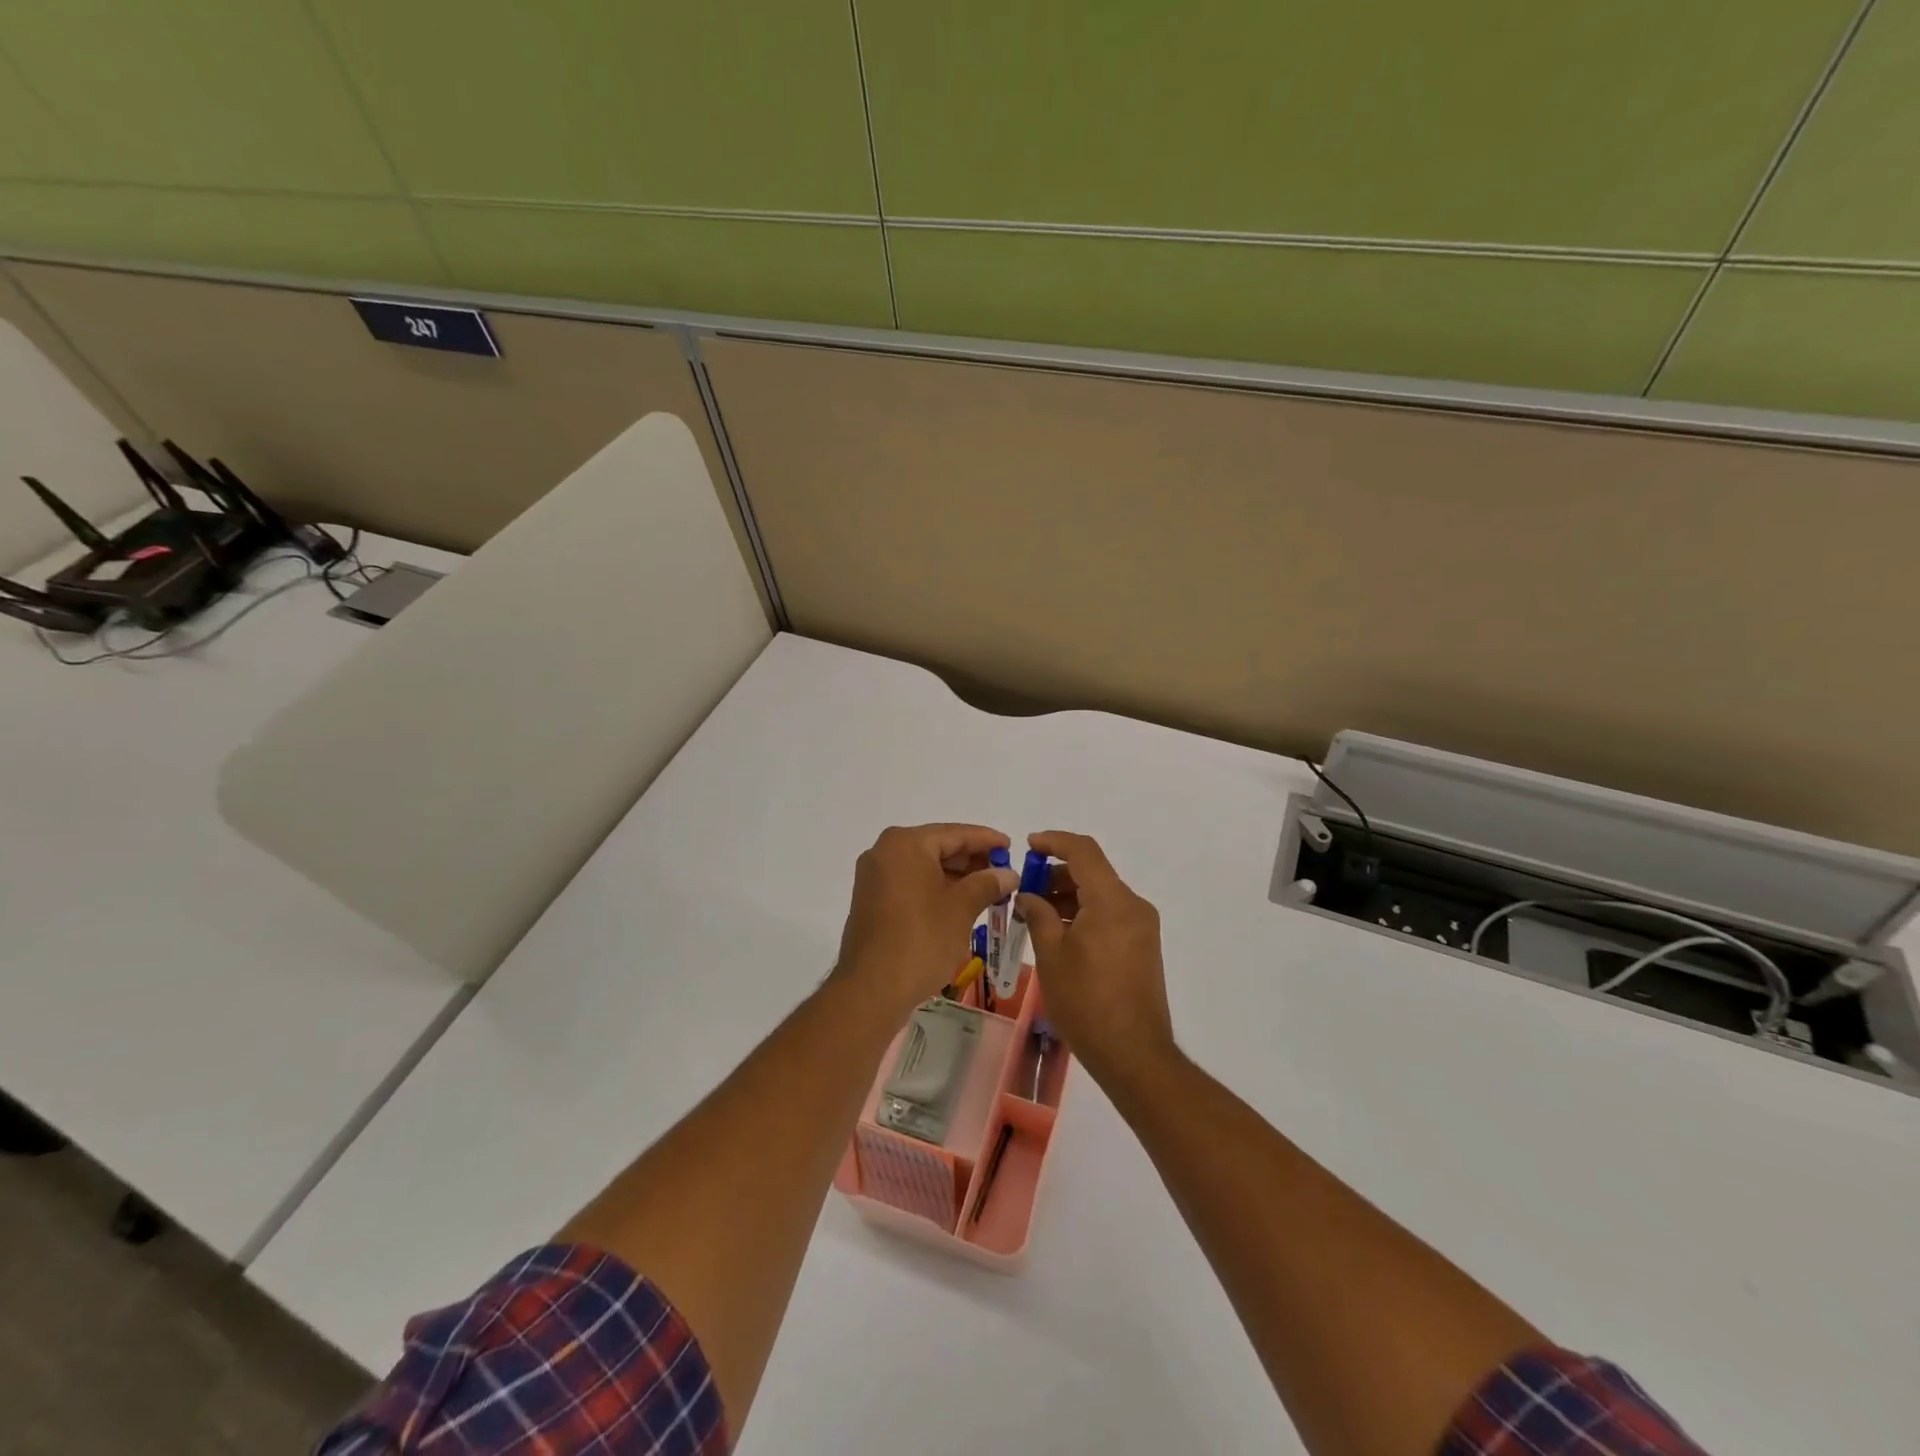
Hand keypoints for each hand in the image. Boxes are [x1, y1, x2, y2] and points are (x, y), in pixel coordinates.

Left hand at [833, 824, 1017, 1020]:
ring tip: (988, 890)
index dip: (986, 840)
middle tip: (1003, 872)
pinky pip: (910, 883)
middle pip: (937, 847)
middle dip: (971, 860)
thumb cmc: (921, 940)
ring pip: (924, 866)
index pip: (955, 833)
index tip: (1011, 846)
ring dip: (955, 876)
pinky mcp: (871, 899)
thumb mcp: (961, 908)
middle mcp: (885, 851)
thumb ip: (987, 883)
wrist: (872, 988)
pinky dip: (935, 888)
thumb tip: (1008, 874)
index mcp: (906, 844)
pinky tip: (960, 902)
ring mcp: (874, 876)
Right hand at [1018, 831, 1176, 1087]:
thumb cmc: (1086, 1002)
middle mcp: (1133, 906)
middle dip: (1056, 874)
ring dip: (1068, 896)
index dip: (1054, 842)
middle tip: (1024, 892)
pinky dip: (1084, 914)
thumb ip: (1039, 914)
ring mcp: (1142, 927)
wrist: (1134, 1054)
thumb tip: (1030, 895)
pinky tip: (1058, 933)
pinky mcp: (1142, 947)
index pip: (1083, 851)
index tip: (1027, 845)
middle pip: (1092, 872)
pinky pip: (1110, 915)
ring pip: (1100, 895)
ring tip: (1035, 915)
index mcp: (1112, 901)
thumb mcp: (1052, 955)